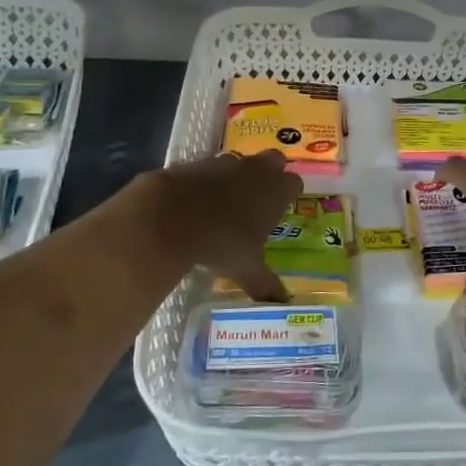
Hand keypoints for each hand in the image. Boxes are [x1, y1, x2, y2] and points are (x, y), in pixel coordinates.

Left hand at [140, 151, 302, 301]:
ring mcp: (225, 163)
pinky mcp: (196, 162)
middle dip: (270, 174)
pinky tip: (196, 203)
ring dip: (237, 177)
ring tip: (225, 204)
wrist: (170, 216)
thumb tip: (282, 305)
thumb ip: (266, 285)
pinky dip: (207, 181)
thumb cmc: (221, 241)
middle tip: (259, 200)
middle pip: (274, 160)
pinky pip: (209, 168)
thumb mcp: (246, 269)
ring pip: (240, 162)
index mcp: (276, 191)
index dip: (288, 194)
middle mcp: (255, 170)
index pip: (295, 182)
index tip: (280, 210)